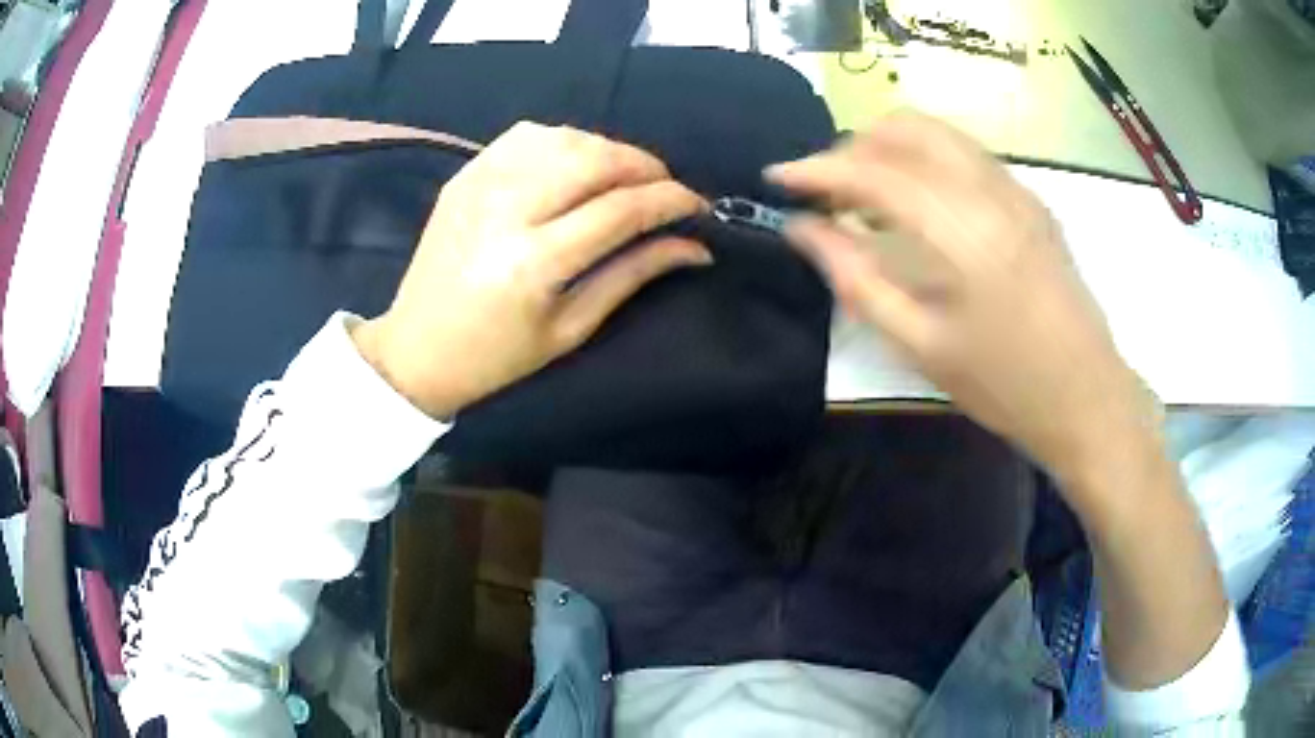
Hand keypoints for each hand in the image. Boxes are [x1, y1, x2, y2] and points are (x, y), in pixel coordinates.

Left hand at [353, 122, 710, 418]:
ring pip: (564, 138)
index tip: (697, 205)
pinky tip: (576, 163)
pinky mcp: (464, 175)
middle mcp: (507, 210)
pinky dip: (565, 140)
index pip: (622, 209)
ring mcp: (480, 184)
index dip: (670, 200)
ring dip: (608, 150)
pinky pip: (526, 136)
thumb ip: (633, 275)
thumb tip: (694, 246)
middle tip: (665, 188)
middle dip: (646, 166)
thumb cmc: (497, 356)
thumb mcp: (571, 329)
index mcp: (534, 263)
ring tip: (625, 177)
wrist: (417, 348)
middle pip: (595, 160)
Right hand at [767, 111, 1156, 481]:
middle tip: (827, 192)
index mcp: (962, 230)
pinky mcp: (1030, 200)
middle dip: (853, 148)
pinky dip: (926, 161)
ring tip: (865, 196)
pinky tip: (917, 203)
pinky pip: (965, 154)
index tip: (777, 178)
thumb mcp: (920, 344)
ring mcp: (1017, 189)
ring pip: (938, 134)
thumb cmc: (1004, 385)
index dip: (817, 170)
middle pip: (907, 129)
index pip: (873, 172)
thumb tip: (802, 230)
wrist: (1087, 397)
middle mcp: (991, 190)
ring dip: (890, 149)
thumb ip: (856, 279)